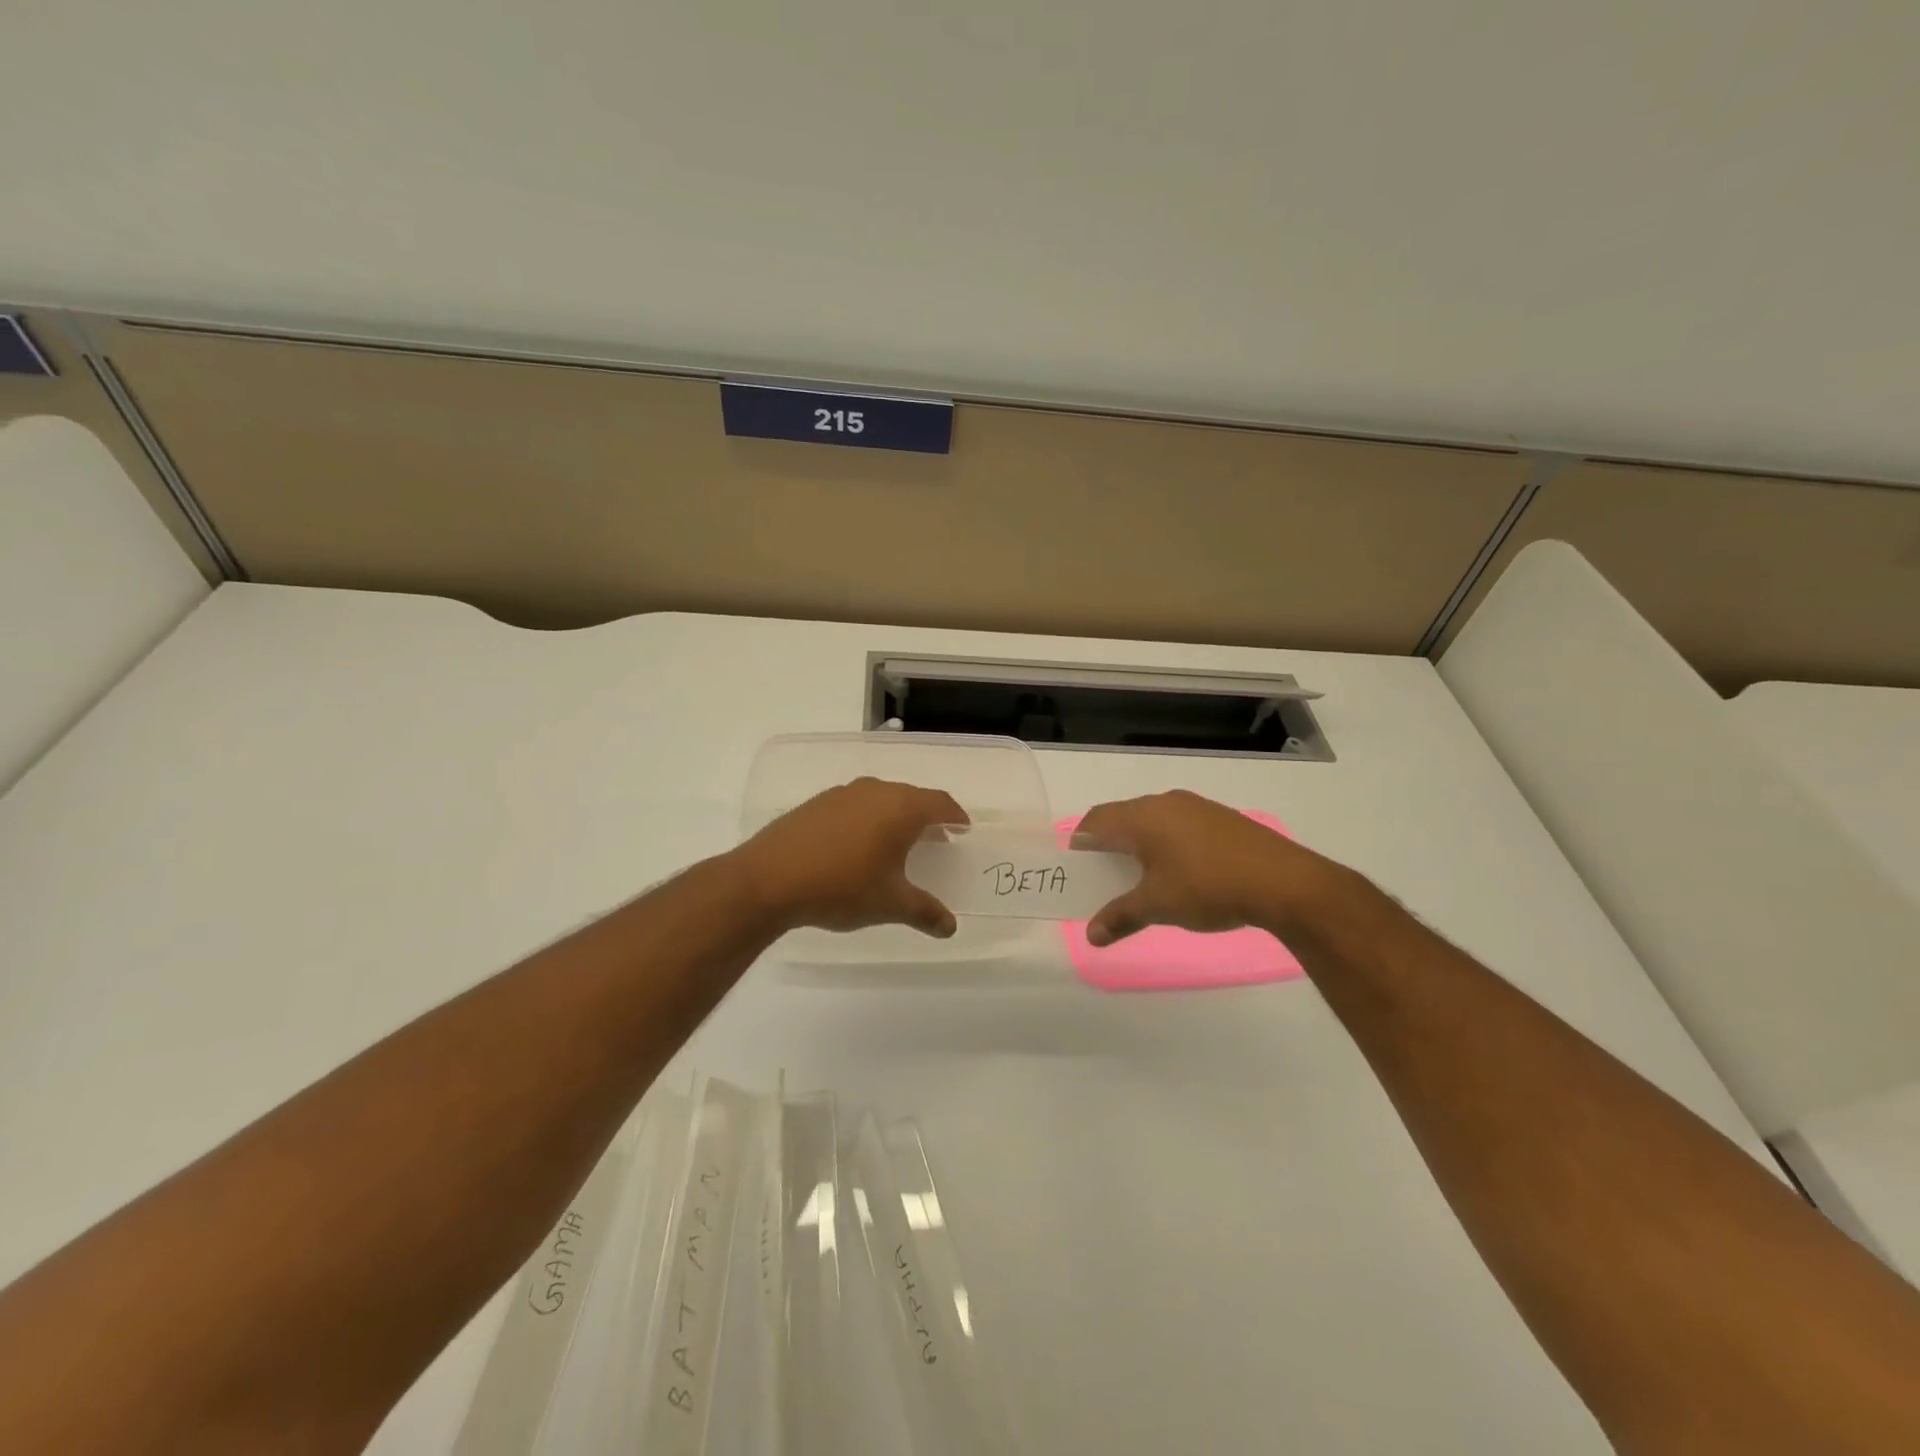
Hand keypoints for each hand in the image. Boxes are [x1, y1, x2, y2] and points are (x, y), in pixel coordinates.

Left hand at [730, 777, 968, 937]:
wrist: (769, 879)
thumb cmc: (842, 886)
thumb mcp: (890, 904)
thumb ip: (925, 912)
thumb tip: (950, 927)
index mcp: (901, 808)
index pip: (940, 803)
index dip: (955, 816)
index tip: (963, 829)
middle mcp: (875, 790)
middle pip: (911, 797)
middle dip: (927, 816)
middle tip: (936, 839)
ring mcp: (842, 794)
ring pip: (881, 798)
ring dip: (895, 816)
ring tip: (897, 843)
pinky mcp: (816, 804)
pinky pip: (854, 805)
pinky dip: (867, 819)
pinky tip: (857, 845)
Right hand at [1075, 789, 1332, 945]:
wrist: (1284, 882)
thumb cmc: (1207, 887)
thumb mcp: (1158, 906)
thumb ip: (1120, 917)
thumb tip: (1091, 936)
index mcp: (1142, 816)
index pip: (1096, 820)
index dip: (1081, 842)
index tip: (1077, 869)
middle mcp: (1165, 802)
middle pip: (1123, 817)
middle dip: (1109, 845)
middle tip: (1105, 878)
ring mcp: (1196, 807)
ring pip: (1153, 820)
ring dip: (1140, 844)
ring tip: (1142, 878)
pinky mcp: (1221, 818)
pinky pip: (1179, 825)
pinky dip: (1167, 844)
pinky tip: (1181, 872)